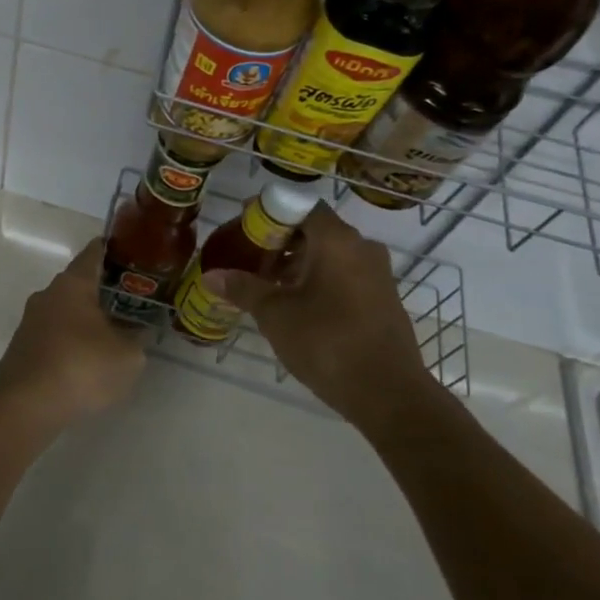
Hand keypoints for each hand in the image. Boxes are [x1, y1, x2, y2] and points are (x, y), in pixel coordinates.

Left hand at [0, 239, 144, 428]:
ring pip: (65, 310)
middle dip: (103, 290)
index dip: (113, 250)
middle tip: (131, 300)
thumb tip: (139, 332)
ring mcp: (31, 321)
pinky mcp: (22, 348)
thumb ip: (137, 340)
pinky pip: (54, 335)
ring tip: (112, 333)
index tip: (131, 253)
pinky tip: (86, 360)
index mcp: (73, 284)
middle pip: (79, 283)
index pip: (94, 253)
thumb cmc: (81, 367)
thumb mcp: (127, 357)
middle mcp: (48, 294)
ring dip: (85, 319)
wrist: (24, 406)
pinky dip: (71, 341)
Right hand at [202, 203, 428, 426]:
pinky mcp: (384, 298)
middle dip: (280, 241)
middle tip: (250, 259)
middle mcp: (362, 246)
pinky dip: (319, 279)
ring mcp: (377, 273)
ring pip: (331, 253)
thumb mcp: (275, 314)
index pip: (299, 205)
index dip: (268, 212)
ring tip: (269, 286)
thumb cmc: (327, 342)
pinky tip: (298, 306)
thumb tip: (210, 276)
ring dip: (299, 262)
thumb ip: (243, 288)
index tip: (244, 228)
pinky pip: (345, 274)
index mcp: (336, 239)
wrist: (389, 395)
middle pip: (314, 228)